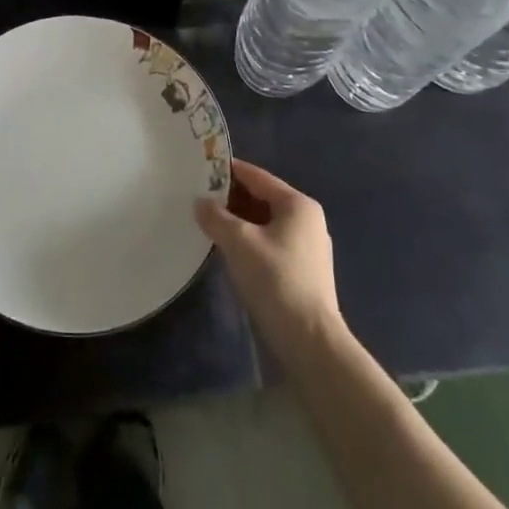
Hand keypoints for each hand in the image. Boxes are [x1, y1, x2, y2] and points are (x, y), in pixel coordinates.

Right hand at [195, 159, 344, 365]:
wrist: (310, 341)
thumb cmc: (276, 280)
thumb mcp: (239, 242)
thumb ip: (216, 217)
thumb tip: (200, 202)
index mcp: (298, 205)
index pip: (257, 176)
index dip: (228, 170)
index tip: (201, 167)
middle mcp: (307, 220)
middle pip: (262, 198)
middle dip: (231, 198)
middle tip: (198, 197)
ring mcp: (307, 247)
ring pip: (265, 223)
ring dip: (238, 221)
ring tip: (208, 222)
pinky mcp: (303, 271)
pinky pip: (270, 243)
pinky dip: (249, 240)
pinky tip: (228, 249)